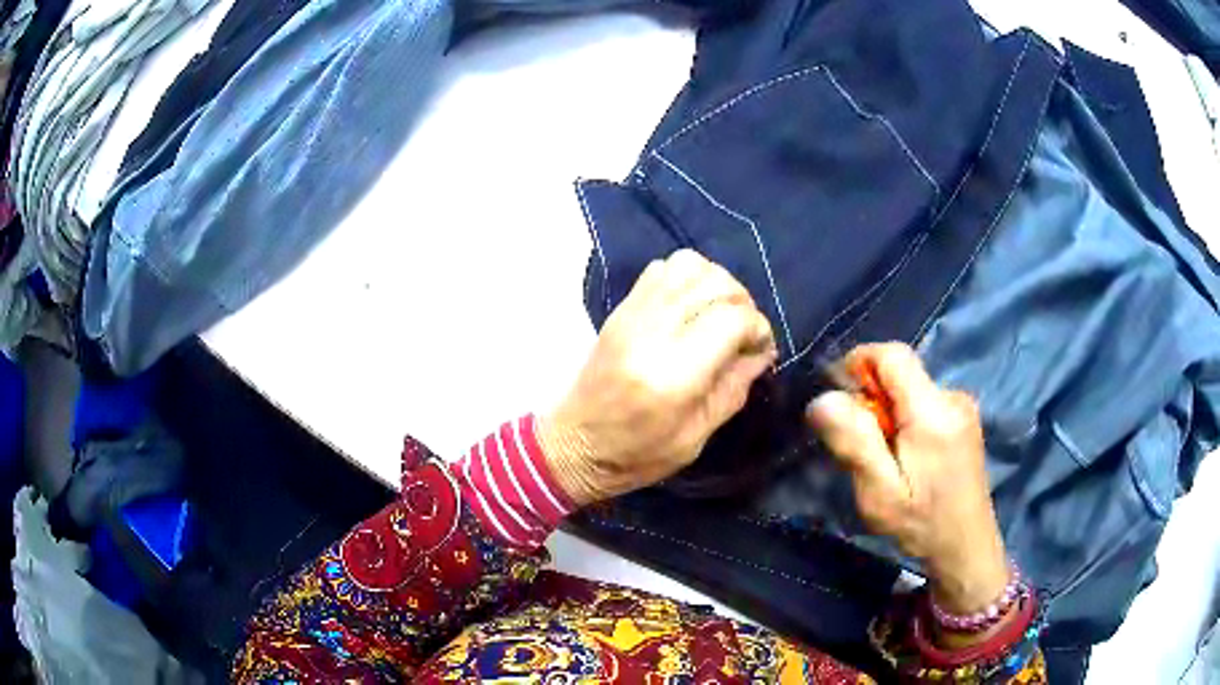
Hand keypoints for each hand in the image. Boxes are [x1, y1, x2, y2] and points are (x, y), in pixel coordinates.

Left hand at [539, 250, 776, 506]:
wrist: (574, 445)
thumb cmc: (636, 455)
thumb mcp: (696, 438)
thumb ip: (733, 389)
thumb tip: (762, 352)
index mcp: (673, 374)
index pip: (731, 319)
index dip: (758, 328)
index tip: (761, 348)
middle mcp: (652, 333)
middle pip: (715, 284)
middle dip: (743, 303)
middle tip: (744, 333)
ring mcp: (632, 314)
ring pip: (690, 265)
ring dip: (717, 284)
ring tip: (721, 314)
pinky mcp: (621, 309)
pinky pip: (662, 268)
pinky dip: (687, 277)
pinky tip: (692, 307)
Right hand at [806, 343, 1007, 614]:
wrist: (967, 547)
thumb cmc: (922, 525)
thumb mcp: (880, 494)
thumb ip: (855, 443)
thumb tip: (821, 399)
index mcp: (933, 412)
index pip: (892, 354)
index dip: (859, 364)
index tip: (840, 402)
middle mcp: (952, 397)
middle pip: (901, 373)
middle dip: (872, 399)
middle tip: (861, 447)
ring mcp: (962, 406)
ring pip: (911, 388)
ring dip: (888, 413)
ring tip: (885, 459)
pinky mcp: (964, 418)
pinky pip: (924, 401)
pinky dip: (906, 420)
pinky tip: (908, 459)